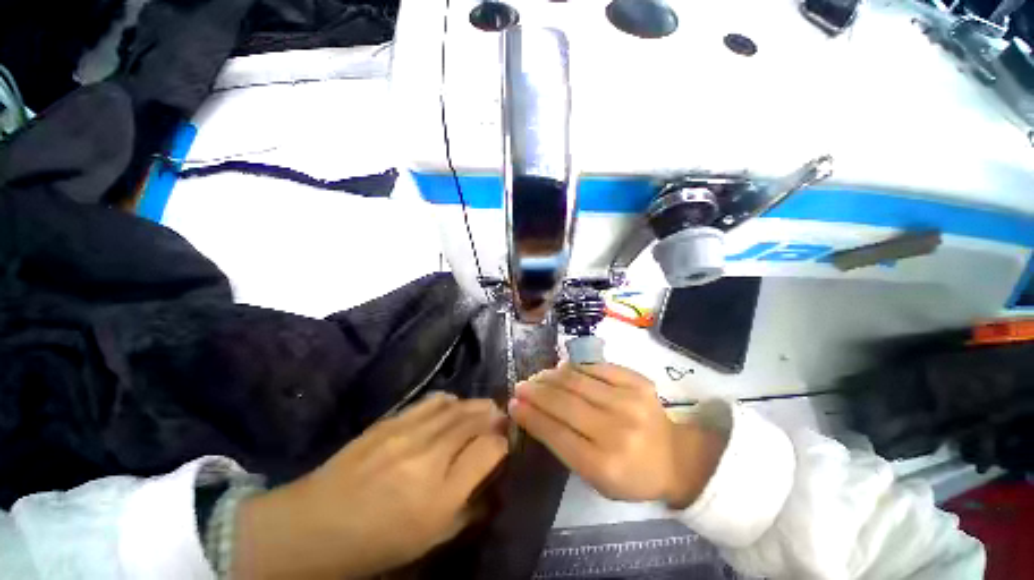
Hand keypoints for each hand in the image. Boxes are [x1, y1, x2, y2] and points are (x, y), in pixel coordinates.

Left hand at [233, 393, 508, 578]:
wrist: (316, 524)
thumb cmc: (377, 541)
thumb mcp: (432, 536)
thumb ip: (469, 504)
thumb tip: (490, 476)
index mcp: (441, 493)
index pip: (491, 448)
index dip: (503, 443)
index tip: (505, 444)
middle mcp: (430, 454)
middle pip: (477, 418)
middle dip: (495, 416)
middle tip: (500, 420)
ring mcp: (409, 431)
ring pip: (458, 404)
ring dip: (475, 406)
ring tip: (480, 412)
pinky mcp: (392, 419)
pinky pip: (434, 400)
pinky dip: (451, 402)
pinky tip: (451, 409)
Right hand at [509, 363, 725, 508]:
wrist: (675, 457)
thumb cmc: (631, 474)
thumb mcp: (595, 478)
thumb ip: (563, 445)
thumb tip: (533, 412)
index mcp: (604, 465)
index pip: (556, 433)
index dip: (530, 416)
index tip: (512, 404)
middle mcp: (616, 430)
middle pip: (564, 403)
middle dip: (535, 391)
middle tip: (521, 385)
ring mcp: (629, 401)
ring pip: (576, 380)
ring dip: (551, 376)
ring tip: (538, 377)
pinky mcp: (637, 381)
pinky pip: (596, 367)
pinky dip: (575, 367)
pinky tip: (563, 369)